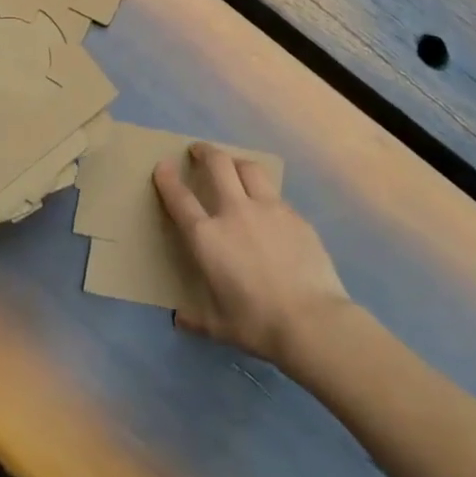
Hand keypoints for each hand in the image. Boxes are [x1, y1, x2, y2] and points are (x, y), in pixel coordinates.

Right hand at [154, 143, 352, 366]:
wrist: (312, 321)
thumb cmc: (257, 324)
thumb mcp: (218, 326)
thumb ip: (196, 317)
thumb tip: (181, 319)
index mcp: (208, 237)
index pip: (180, 198)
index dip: (167, 178)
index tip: (162, 165)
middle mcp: (235, 212)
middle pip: (218, 165)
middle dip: (205, 151)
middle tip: (199, 150)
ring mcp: (269, 209)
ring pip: (249, 168)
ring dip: (236, 162)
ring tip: (233, 165)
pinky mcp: (295, 216)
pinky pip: (275, 194)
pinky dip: (264, 192)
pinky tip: (268, 207)